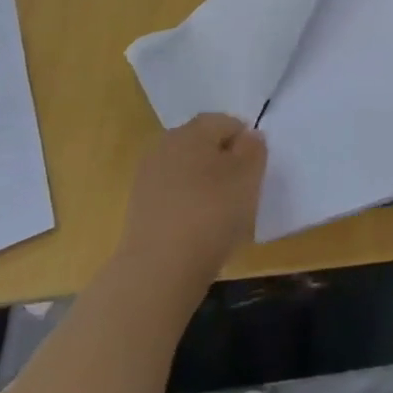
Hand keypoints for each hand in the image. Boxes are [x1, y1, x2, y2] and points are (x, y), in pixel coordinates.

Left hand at [119, 113, 266, 290]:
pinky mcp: (138, 209)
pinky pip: (173, 196)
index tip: (255, 172)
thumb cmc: (211, 213)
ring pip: (187, 171)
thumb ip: (254, 149)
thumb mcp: (248, 176)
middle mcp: (165, 144)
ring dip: (205, 185)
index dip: (245, 143)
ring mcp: (147, 177)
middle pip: (203, 145)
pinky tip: (198, 231)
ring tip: (221, 216)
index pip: (226, 122)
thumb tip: (248, 137)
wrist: (158, 270)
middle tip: (241, 192)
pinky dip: (187, 206)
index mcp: (192, 130)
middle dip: (223, 162)